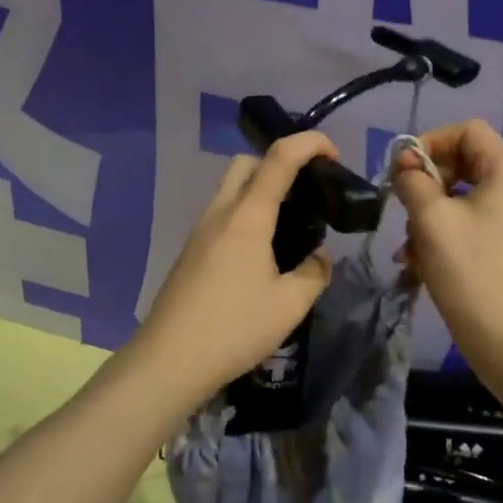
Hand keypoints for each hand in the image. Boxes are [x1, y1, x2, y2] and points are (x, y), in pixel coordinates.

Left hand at [132, 131, 338, 402]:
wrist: (169, 360)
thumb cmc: (234, 328)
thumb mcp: (290, 305)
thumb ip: (314, 273)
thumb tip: (319, 257)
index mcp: (248, 216)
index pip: (279, 158)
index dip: (309, 143)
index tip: (333, 156)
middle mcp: (220, 213)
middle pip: (246, 163)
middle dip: (278, 163)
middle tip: (305, 194)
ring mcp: (200, 232)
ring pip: (230, 189)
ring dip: (260, 191)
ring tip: (288, 228)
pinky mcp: (190, 252)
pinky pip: (221, 216)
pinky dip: (245, 216)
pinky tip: (260, 256)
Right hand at [393, 120, 502, 372]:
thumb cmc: (469, 271)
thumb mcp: (431, 219)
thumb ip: (413, 180)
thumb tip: (405, 162)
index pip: (468, 130)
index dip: (431, 141)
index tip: (404, 170)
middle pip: (464, 161)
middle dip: (427, 181)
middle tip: (402, 205)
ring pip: (460, 194)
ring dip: (427, 212)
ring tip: (407, 245)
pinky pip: (468, 220)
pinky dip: (441, 232)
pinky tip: (416, 261)